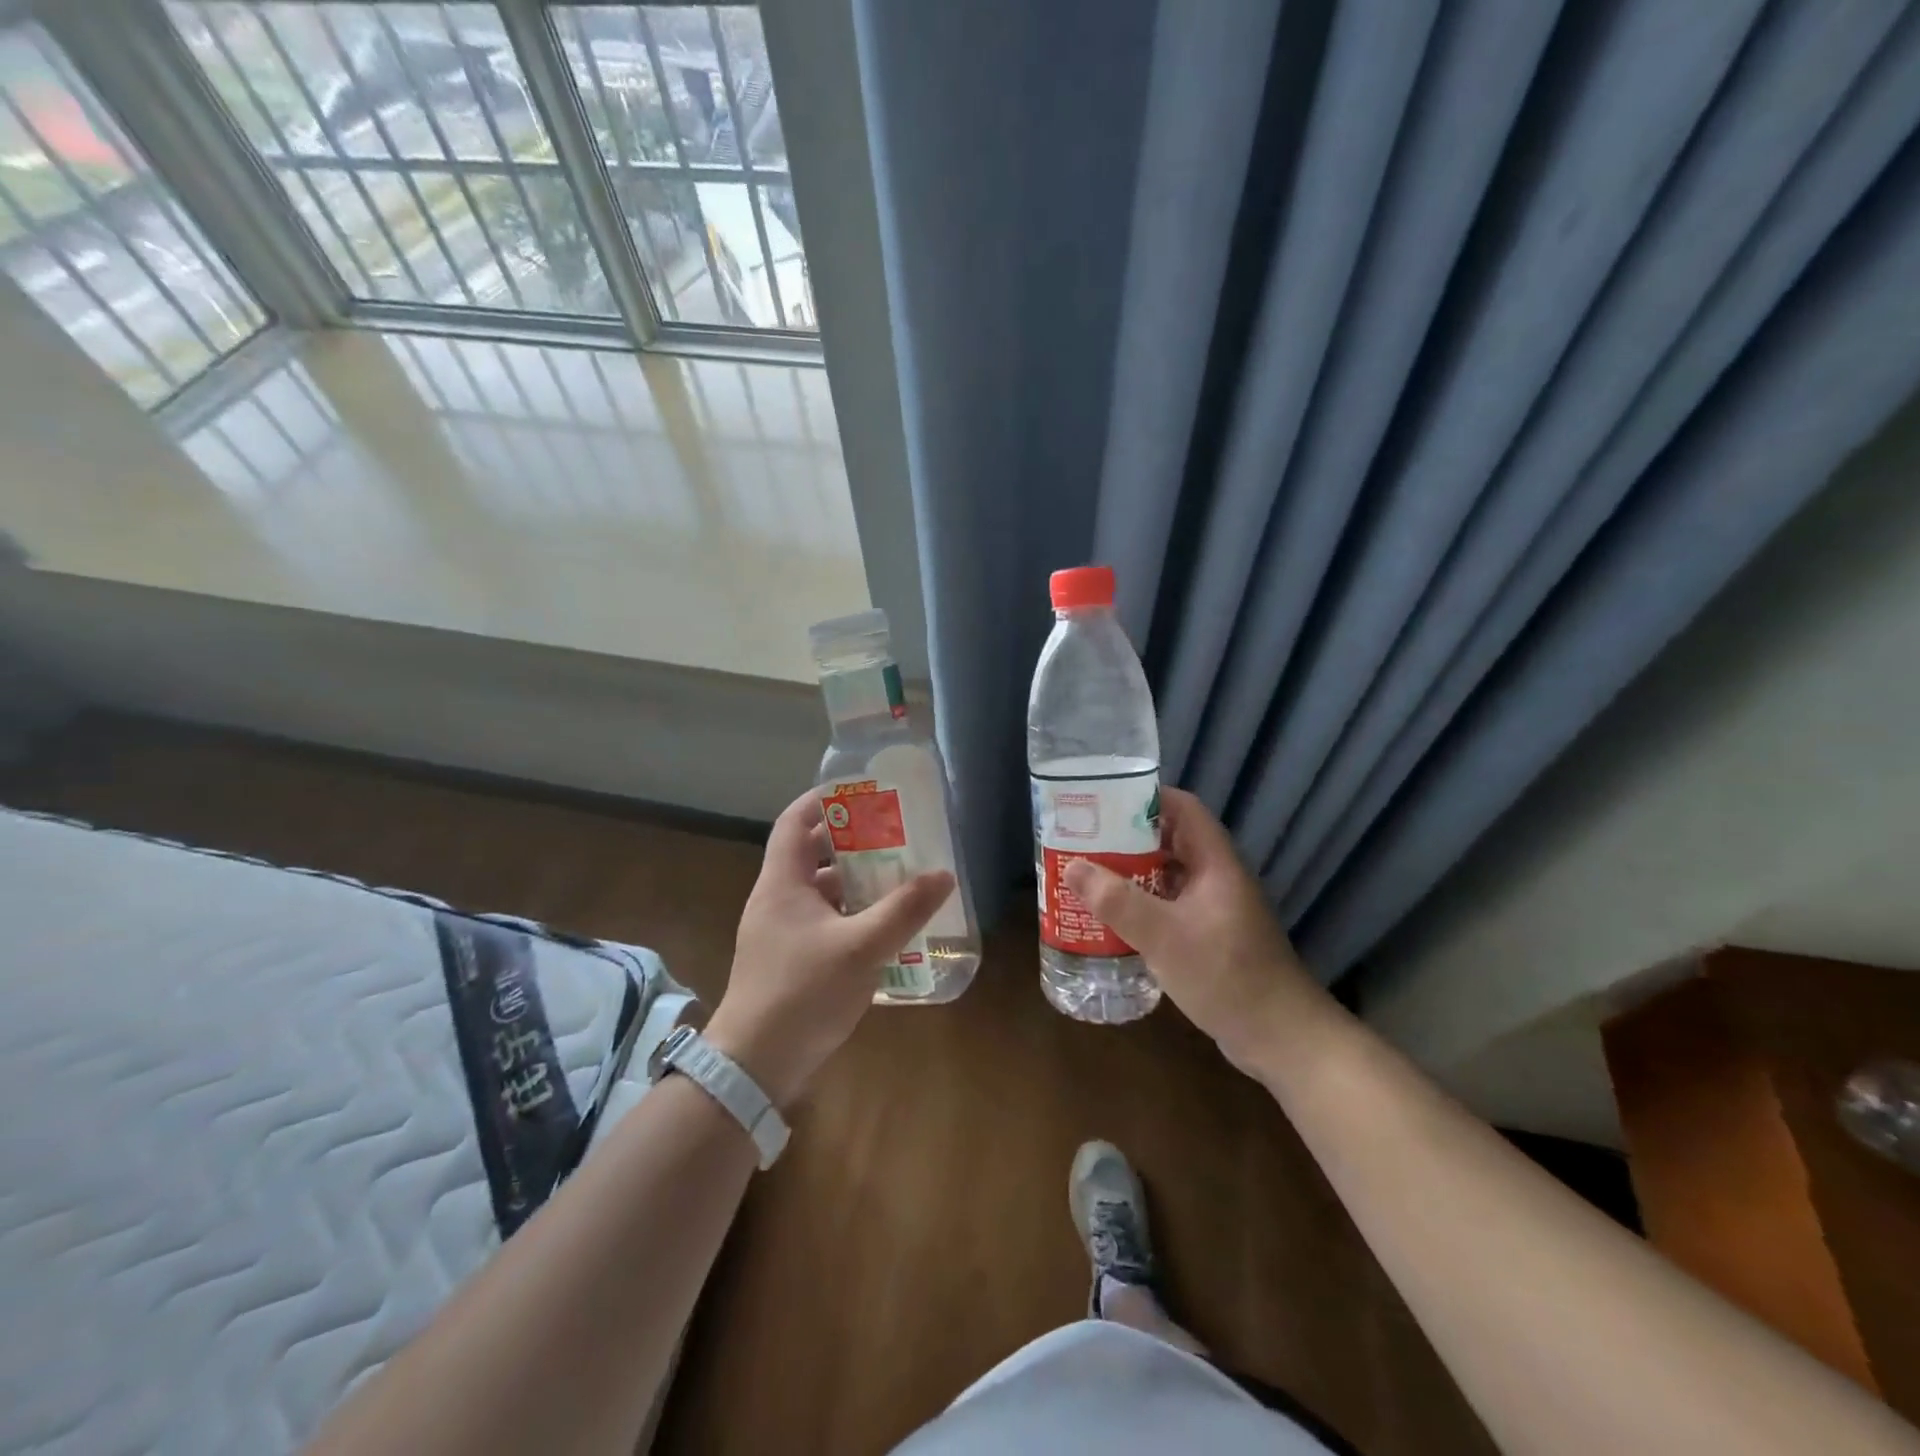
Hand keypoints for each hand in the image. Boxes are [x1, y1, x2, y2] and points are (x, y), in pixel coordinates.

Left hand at [706, 790, 954, 1107]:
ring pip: (820, 892)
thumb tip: (944, 875)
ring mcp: (781, 933)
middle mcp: (777, 900)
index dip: (822, 799)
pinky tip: (884, 926)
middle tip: (893, 833)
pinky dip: (851, 915)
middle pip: (812, 854)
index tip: (860, 790)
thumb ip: (904, 910)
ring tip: (897, 875)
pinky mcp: (790, 961)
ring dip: (855, 881)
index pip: (794, 822)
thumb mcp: (861, 947)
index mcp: (782, 883)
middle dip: (851, 841)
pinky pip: (823, 922)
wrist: (755, 1065)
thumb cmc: (802, 992)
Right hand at [1062, 788, 1336, 1073]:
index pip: (1182, 807)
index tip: (1102, 801)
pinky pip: (1168, 906)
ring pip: (1166, 875)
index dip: (1145, 798)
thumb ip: (1117, 901)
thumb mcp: (1164, 936)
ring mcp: (1214, 908)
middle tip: (1082, 841)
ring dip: (1130, 873)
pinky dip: (1140, 905)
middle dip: (1126, 838)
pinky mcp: (1209, 936)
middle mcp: (1216, 876)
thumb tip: (1072, 866)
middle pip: (1169, 840)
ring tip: (1087, 875)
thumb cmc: (1225, 975)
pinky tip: (1111, 919)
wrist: (1280, 1037)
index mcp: (1215, 861)